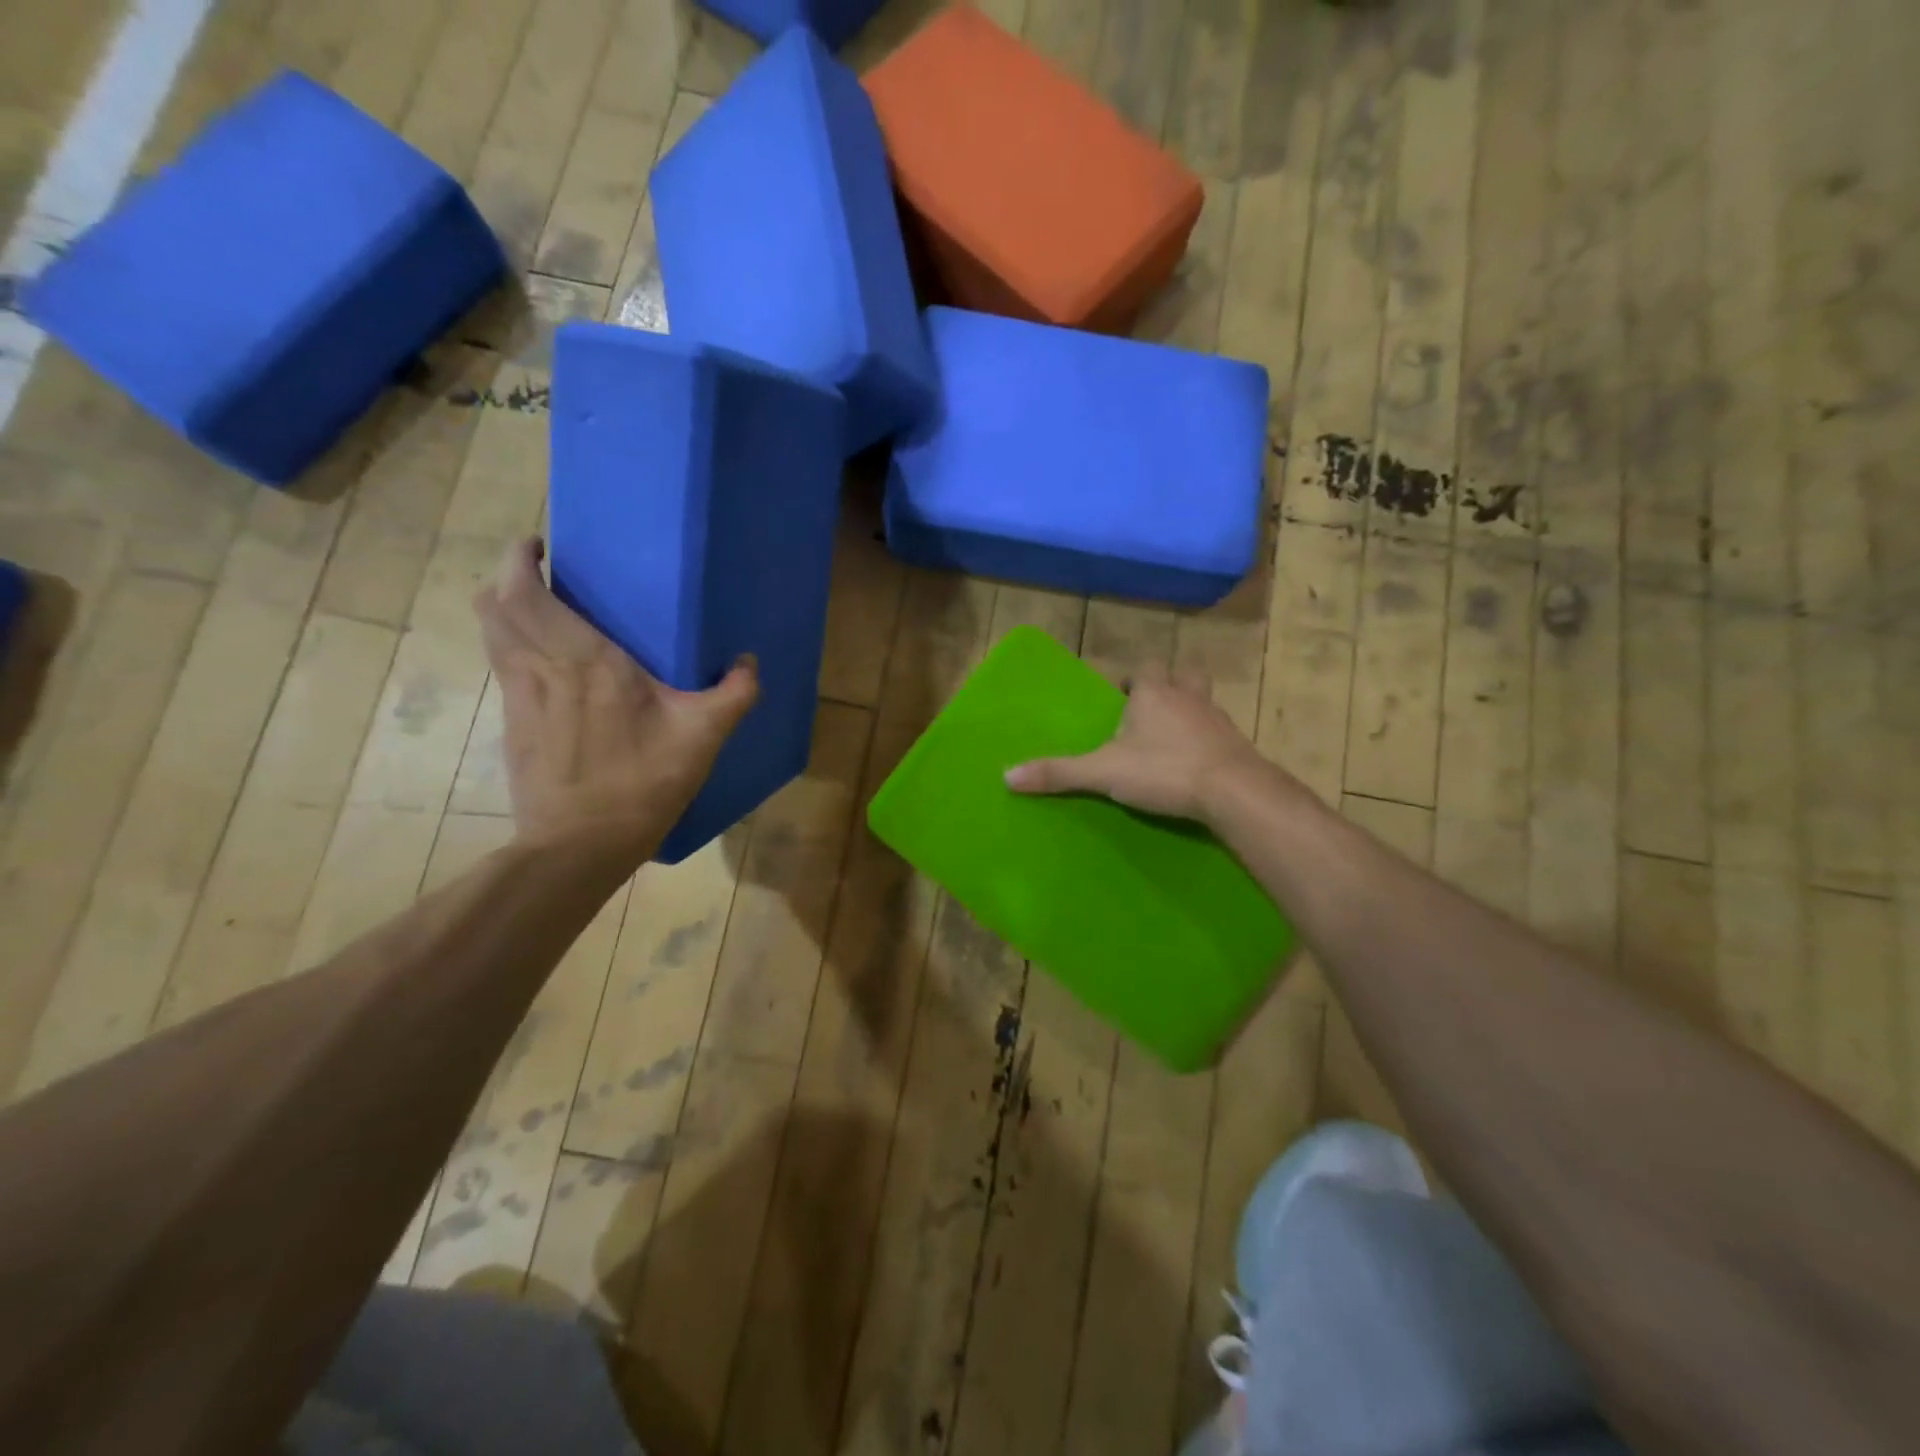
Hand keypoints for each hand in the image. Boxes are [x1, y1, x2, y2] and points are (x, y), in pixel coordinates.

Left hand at [474, 537, 756, 863]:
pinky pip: (504, 668)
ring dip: (508, 612)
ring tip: (547, 614)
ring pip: (492, 636)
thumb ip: (732, 695)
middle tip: (547, 576)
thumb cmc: (640, 783)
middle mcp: (538, 669)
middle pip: (493, 605)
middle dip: (508, 578)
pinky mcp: (512, 727)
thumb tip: (748, 663)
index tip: (541, 546)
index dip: (519, 559)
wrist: (578, 846)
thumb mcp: (701, 737)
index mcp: (582, 660)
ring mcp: (517, 699)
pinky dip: (516, 649)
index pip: (522, 592)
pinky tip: (553, 669)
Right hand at [1003, 667, 1267, 821]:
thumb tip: (1007, 776)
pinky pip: (1218, 735)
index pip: (1143, 669)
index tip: (1120, 696)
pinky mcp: (1237, 746)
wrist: (1234, 792)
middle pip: (1182, 676)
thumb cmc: (1163, 770)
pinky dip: (1206, 742)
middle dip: (1167, 686)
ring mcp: (1217, 720)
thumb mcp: (1103, 773)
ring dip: (1188, 713)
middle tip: (1150, 711)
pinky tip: (1195, 765)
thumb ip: (1058, 773)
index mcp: (1153, 693)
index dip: (1131, 679)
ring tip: (1170, 739)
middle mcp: (1188, 696)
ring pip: (1203, 703)